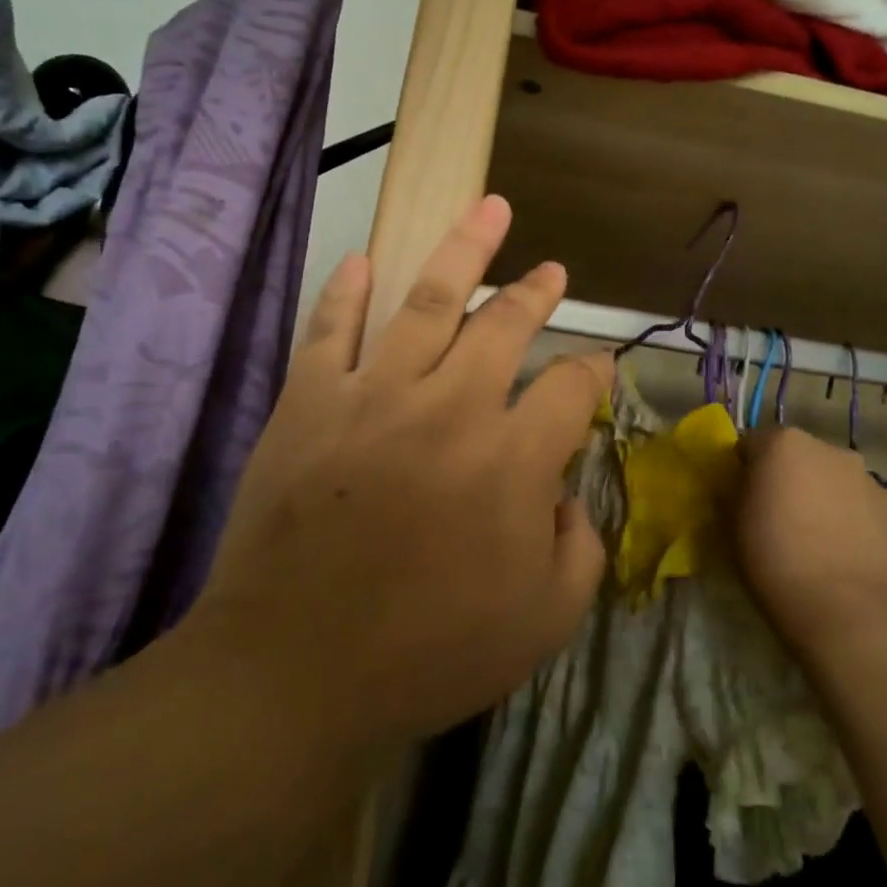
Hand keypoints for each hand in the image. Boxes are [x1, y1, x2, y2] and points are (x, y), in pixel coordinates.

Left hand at [187, 195, 610, 757]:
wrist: (292, 677)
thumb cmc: (429, 654)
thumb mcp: (546, 620)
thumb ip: (580, 546)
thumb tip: (566, 492)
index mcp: (513, 459)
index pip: (571, 386)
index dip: (593, 372)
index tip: (594, 372)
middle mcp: (450, 408)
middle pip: (505, 325)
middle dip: (537, 293)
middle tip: (553, 271)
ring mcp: (374, 396)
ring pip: (426, 300)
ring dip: (464, 249)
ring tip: (487, 209)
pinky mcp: (309, 403)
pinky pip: (330, 330)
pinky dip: (346, 291)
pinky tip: (361, 259)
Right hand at [730, 428, 886, 648]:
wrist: (840, 606)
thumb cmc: (773, 557)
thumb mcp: (731, 523)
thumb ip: (735, 492)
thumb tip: (740, 486)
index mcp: (782, 442)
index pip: (753, 445)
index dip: (746, 469)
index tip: (743, 496)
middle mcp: (826, 447)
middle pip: (798, 456)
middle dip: (790, 476)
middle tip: (781, 515)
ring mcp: (865, 475)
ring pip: (835, 476)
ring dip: (826, 493)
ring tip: (820, 534)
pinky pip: (869, 502)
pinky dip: (861, 514)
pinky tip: (853, 543)